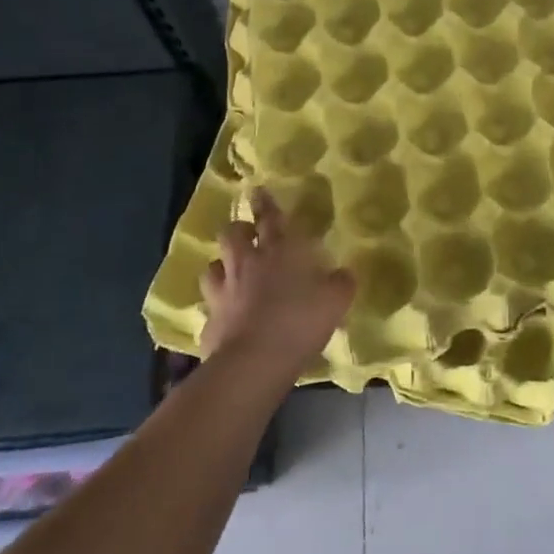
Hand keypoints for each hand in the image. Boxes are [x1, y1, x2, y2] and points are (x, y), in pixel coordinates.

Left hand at [200, 189, 355, 381]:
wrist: (254, 362)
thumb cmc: (300, 321)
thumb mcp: (336, 300)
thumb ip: (341, 283)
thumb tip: (344, 274)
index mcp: (279, 251)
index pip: (270, 217)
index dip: (265, 203)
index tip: (258, 191)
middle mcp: (246, 264)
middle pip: (232, 234)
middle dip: (238, 230)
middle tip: (246, 235)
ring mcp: (223, 292)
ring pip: (213, 267)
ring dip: (222, 266)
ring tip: (230, 273)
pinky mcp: (210, 322)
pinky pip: (211, 307)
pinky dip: (219, 309)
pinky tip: (227, 318)